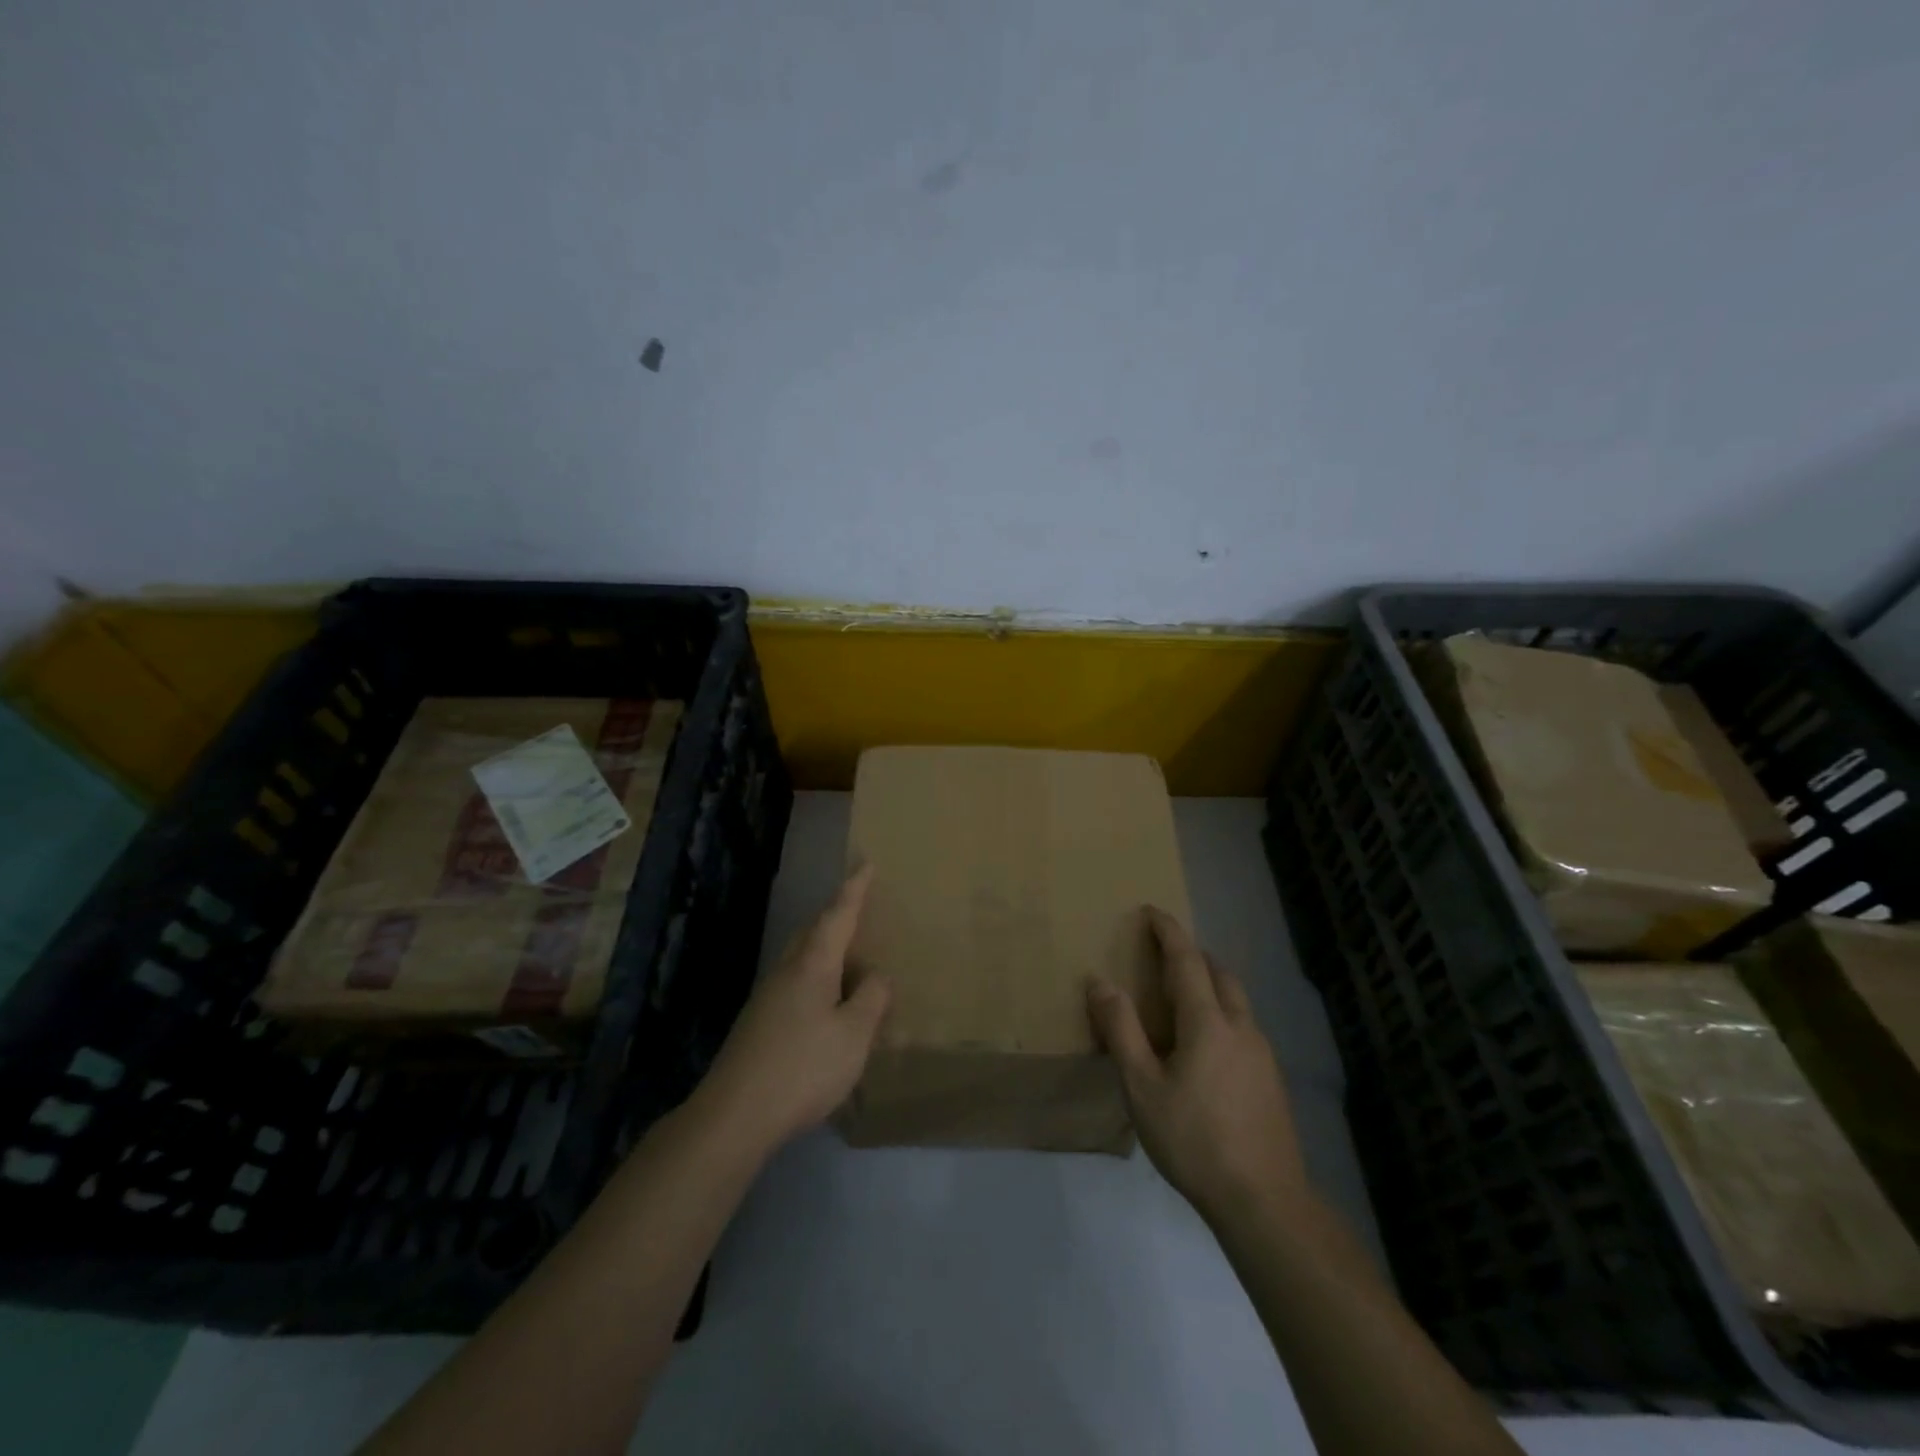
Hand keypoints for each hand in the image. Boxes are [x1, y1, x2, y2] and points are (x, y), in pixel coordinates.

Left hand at [696, 867, 891, 1152]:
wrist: (734, 1115)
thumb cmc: (802, 1067)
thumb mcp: (853, 1035)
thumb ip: (871, 1000)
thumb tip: (877, 977)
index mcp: (812, 964)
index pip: (837, 914)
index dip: (854, 889)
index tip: (866, 862)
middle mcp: (786, 970)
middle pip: (813, 931)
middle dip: (836, 915)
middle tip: (860, 909)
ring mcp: (768, 996)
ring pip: (801, 958)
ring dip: (826, 949)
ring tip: (850, 959)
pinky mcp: (759, 1022)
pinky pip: (796, 983)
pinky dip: (817, 979)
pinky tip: (827, 1005)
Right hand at [1087, 908, 1309, 1227]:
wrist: (1265, 1201)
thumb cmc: (1194, 1139)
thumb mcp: (1141, 1087)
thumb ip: (1121, 1030)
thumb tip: (1100, 982)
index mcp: (1208, 1022)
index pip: (1187, 960)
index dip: (1169, 931)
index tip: (1152, 910)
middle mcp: (1241, 1027)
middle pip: (1219, 973)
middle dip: (1193, 954)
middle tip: (1164, 953)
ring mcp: (1262, 1053)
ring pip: (1236, 1000)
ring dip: (1210, 983)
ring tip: (1183, 995)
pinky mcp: (1271, 1079)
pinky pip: (1243, 1025)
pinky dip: (1222, 1012)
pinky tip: (1206, 1045)